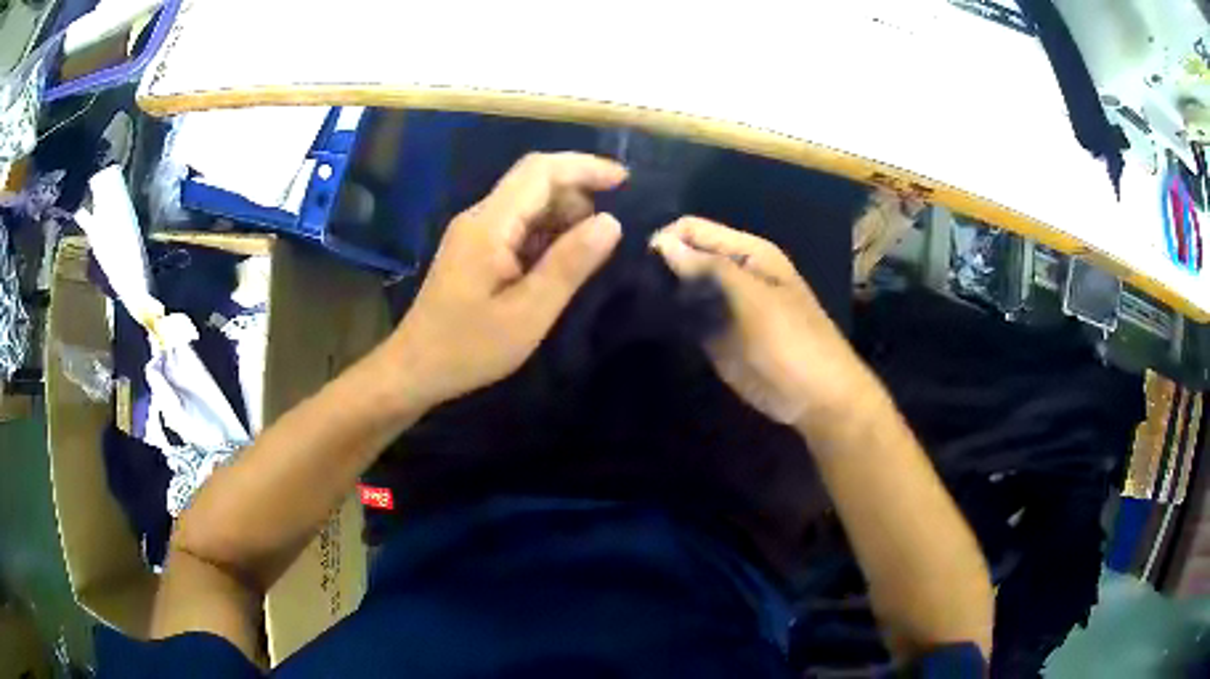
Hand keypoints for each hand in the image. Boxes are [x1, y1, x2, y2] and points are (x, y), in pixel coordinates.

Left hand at [384, 153, 626, 407]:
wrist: (415, 370)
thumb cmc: (468, 348)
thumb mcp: (528, 313)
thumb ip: (569, 265)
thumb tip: (611, 222)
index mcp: (489, 225)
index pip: (540, 171)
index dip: (585, 167)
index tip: (625, 181)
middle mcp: (480, 217)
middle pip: (534, 181)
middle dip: (578, 193)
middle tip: (610, 231)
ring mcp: (474, 233)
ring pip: (527, 203)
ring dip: (563, 216)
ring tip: (590, 253)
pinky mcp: (474, 249)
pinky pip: (517, 226)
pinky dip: (546, 234)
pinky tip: (559, 264)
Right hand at [651, 217, 873, 424]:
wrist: (813, 398)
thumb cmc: (791, 341)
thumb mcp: (754, 298)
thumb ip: (710, 267)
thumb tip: (663, 243)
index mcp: (748, 253)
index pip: (693, 229)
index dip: (666, 239)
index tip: (638, 264)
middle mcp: (733, 272)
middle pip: (686, 255)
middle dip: (659, 265)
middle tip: (631, 287)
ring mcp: (723, 305)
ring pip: (682, 287)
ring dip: (661, 292)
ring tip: (634, 304)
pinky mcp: (714, 335)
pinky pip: (686, 317)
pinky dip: (669, 317)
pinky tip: (648, 322)